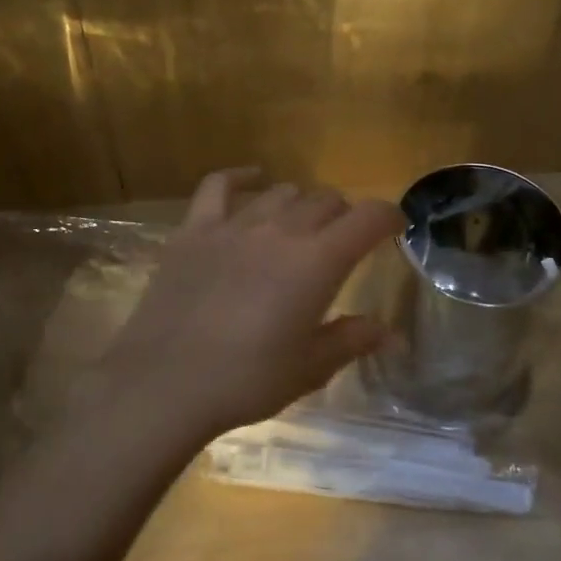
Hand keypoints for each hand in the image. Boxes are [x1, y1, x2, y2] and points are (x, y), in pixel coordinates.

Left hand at [99, 168, 404, 442]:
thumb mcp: (309, 368)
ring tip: (300, 224)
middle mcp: (281, 230)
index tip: (395, 227)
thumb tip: (388, 332)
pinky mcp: (195, 230)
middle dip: (343, 215)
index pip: (367, 218)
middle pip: (325, 201)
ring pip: (281, 192)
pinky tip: (252, 178)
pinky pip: (219, 186)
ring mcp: (234, 225)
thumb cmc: (246, 380)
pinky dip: (240, 177)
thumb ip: (351, 340)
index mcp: (318, 262)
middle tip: (343, 240)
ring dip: (300, 203)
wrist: (165, 383)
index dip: (388, 216)